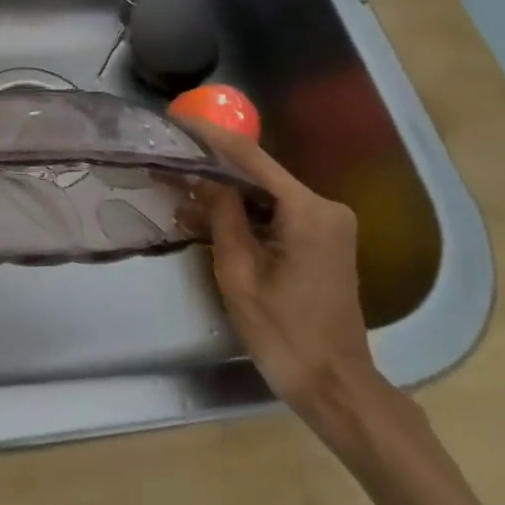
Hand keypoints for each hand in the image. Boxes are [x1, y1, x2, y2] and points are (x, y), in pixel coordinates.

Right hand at [180, 120, 385, 440]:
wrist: (334, 384)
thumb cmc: (283, 333)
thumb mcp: (239, 274)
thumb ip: (222, 216)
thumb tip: (204, 177)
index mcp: (309, 211)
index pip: (251, 158)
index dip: (210, 136)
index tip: (176, 120)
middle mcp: (325, 207)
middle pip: (260, 173)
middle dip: (213, 164)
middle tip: (170, 157)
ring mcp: (329, 223)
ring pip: (266, 192)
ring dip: (226, 190)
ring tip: (180, 184)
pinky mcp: (324, 239)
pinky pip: (277, 212)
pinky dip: (245, 210)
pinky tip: (210, 212)